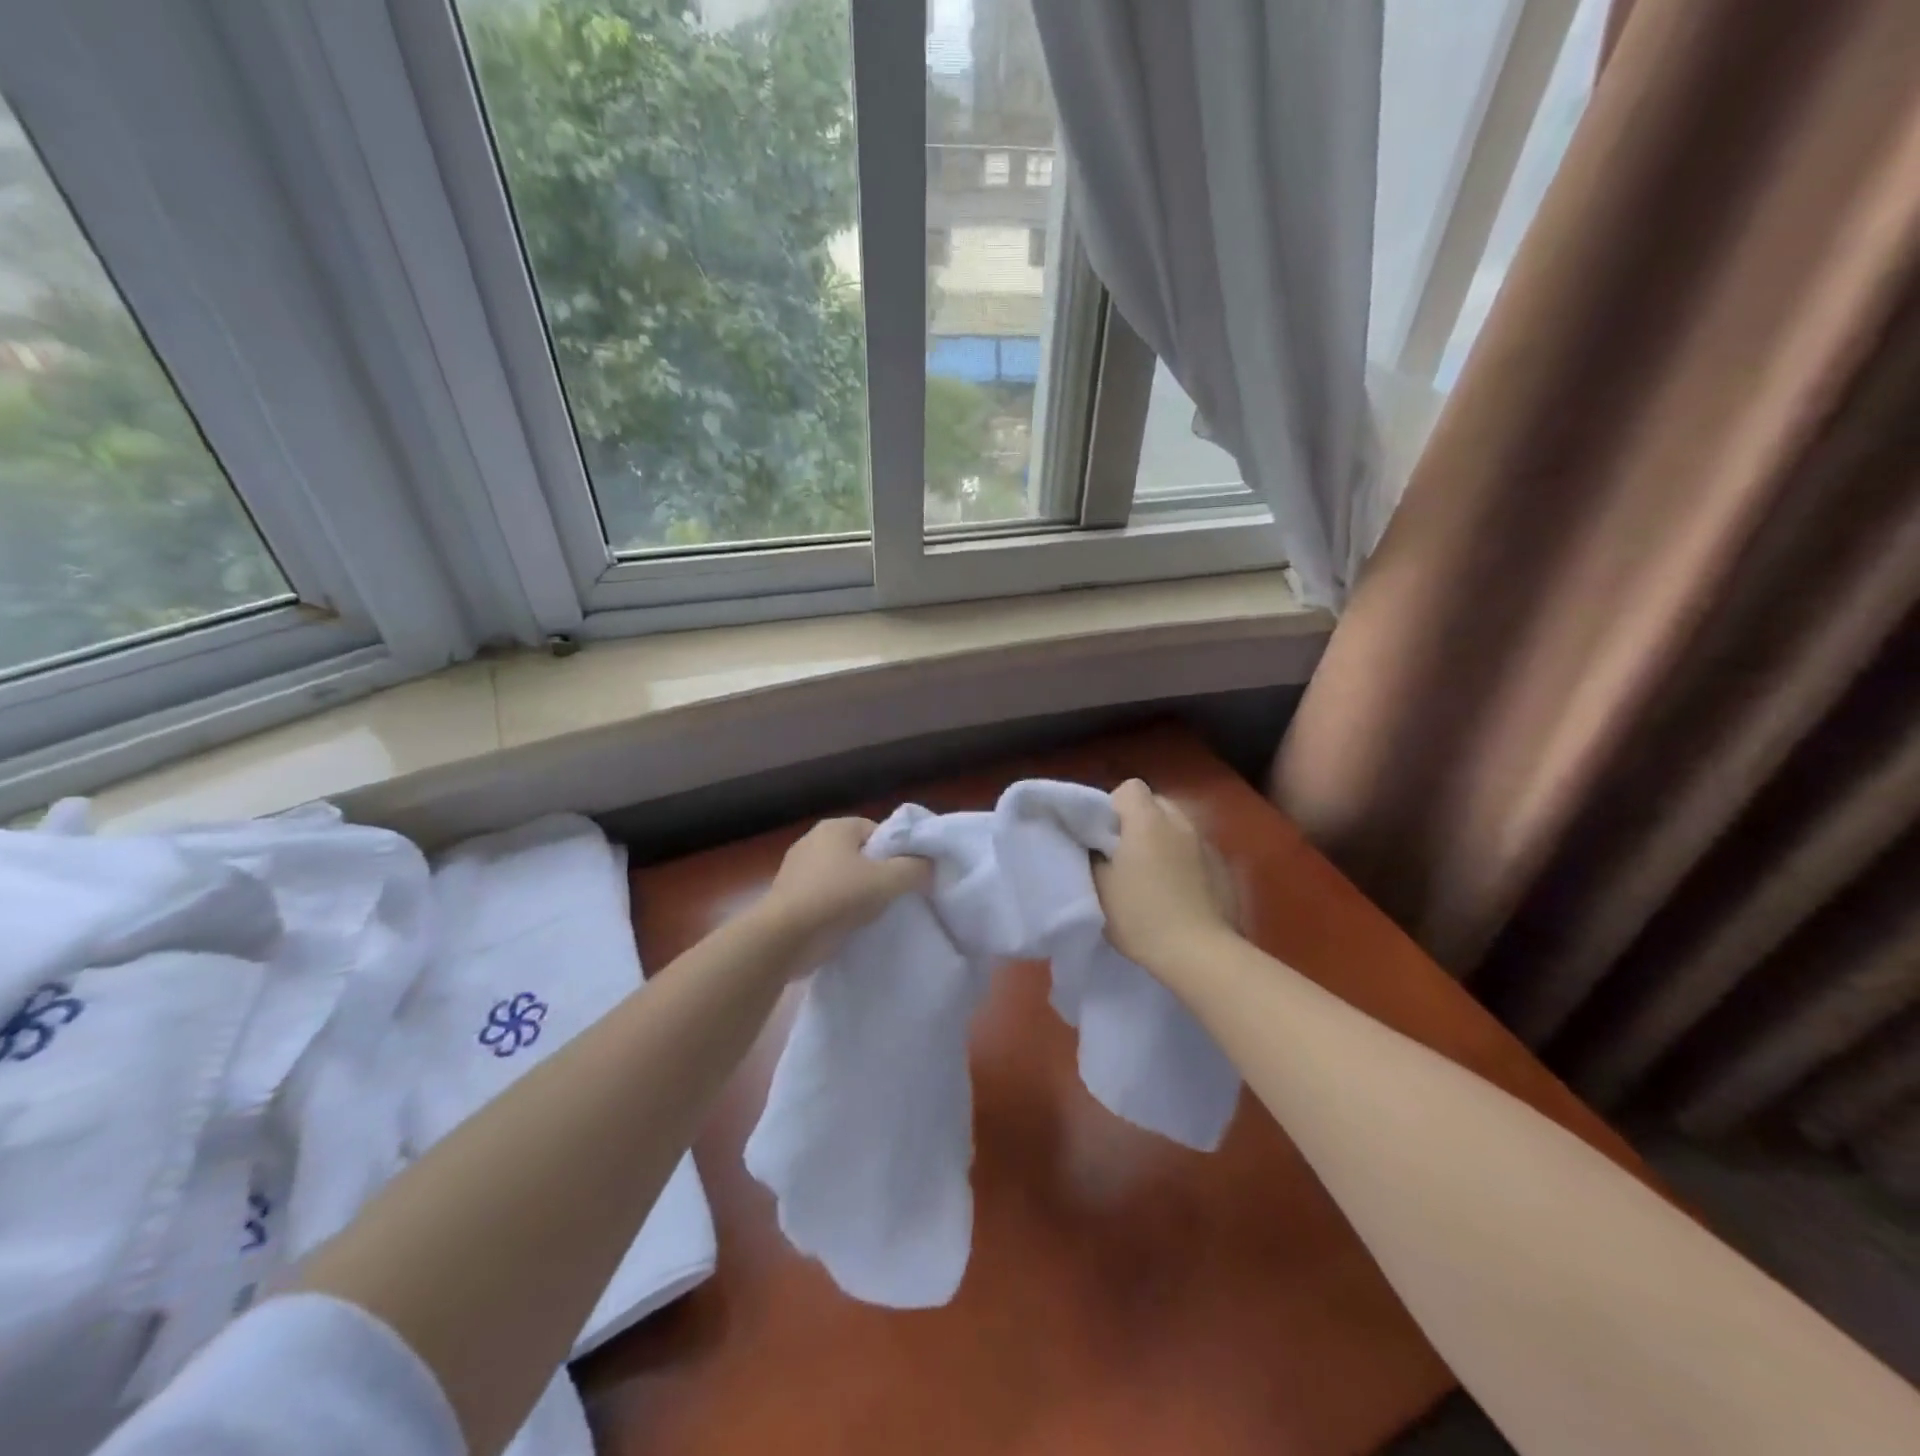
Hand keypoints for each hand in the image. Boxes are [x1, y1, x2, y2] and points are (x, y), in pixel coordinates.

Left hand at [755, 817, 932, 975]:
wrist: (783, 938)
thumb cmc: (837, 898)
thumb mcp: (888, 881)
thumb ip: (916, 868)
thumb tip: (930, 866)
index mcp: (836, 826)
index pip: (879, 832)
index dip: (897, 853)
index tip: (908, 877)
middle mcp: (814, 840)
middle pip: (861, 853)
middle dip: (878, 873)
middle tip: (894, 896)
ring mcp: (797, 868)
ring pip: (842, 876)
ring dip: (857, 892)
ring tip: (873, 915)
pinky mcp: (789, 896)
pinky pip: (825, 896)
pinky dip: (838, 907)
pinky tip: (848, 925)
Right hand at [1094, 779, 1238, 976]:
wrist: (1199, 953)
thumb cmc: (1141, 916)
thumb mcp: (1100, 886)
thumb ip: (1096, 855)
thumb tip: (1098, 844)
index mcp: (1148, 821)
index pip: (1130, 787)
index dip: (1114, 806)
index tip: (1105, 835)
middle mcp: (1181, 822)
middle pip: (1156, 803)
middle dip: (1139, 821)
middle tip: (1126, 854)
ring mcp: (1207, 844)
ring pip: (1178, 827)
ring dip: (1164, 840)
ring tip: (1154, 874)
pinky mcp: (1225, 868)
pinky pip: (1196, 851)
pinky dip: (1185, 860)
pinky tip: (1180, 891)